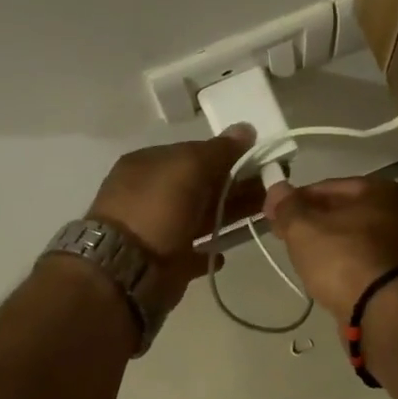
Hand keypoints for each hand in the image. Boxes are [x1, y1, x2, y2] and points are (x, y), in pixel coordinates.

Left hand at [87, 126, 264, 315]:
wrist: (125, 270)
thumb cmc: (157, 208)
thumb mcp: (189, 167)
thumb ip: (219, 150)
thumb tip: (246, 128)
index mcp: (148, 164)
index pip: (194, 153)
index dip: (227, 155)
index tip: (259, 161)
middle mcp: (150, 194)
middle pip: (200, 185)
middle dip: (235, 186)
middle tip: (271, 187)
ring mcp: (156, 229)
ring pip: (201, 217)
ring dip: (230, 215)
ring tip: (264, 216)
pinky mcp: (164, 262)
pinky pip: (193, 252)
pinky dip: (210, 250)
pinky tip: (227, 252)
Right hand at [262, 176, 397, 320]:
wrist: (384, 313)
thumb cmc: (344, 259)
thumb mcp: (304, 228)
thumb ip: (287, 206)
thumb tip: (277, 188)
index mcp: (379, 190)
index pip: (325, 187)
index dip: (294, 200)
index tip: (272, 216)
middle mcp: (396, 213)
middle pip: (340, 213)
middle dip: (309, 224)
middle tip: (283, 238)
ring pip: (349, 239)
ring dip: (325, 247)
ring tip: (301, 261)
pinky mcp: (396, 277)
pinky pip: (359, 263)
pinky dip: (341, 266)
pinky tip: (324, 279)